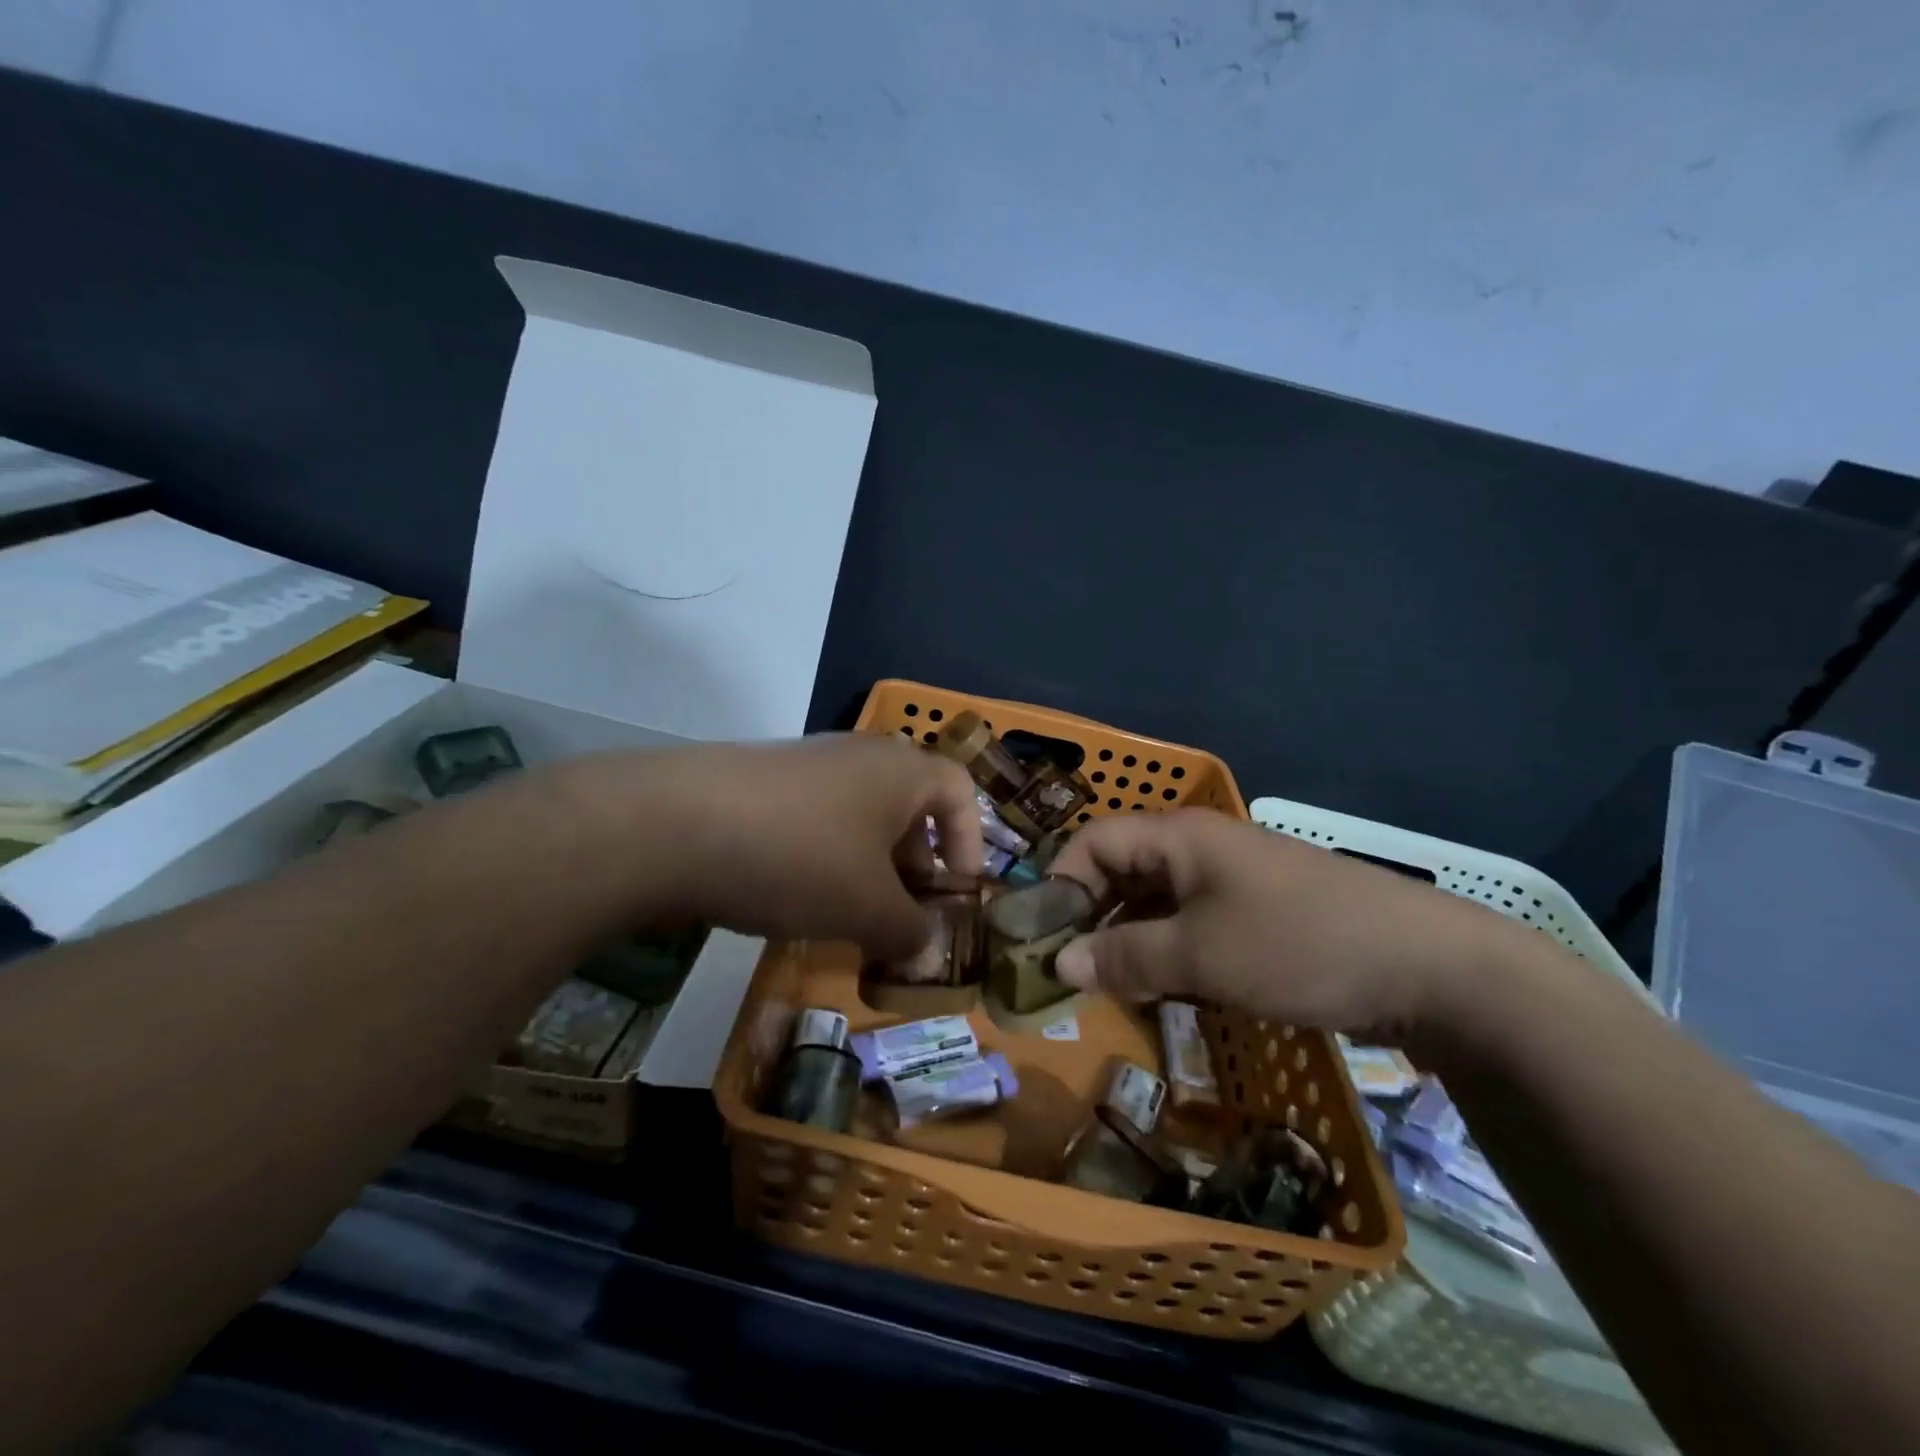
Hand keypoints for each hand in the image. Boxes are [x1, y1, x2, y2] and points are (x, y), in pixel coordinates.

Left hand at [561, 734, 982, 959]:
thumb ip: (911, 931)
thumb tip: (925, 947)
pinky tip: (795, 898)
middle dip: (915, 867)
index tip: (957, 895)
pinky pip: (814, 820)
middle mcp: (858, 755)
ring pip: (859, 818)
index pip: (960, 792)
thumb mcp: (868, 908)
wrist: (671, 824)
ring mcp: (805, 764)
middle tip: (904, 918)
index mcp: (901, 770)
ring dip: (867, 868)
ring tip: (850, 918)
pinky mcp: (761, 782)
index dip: (970, 844)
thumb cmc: (799, 858)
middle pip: (909, 808)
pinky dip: (823, 859)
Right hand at [1047, 809, 1527, 1041]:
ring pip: (1156, 901)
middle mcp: (1200, 848)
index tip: (1042, 939)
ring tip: (1109, 986)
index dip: (1060, 884)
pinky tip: (1162, 987)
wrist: (1430, 968)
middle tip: (1069, 971)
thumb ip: (1124, 958)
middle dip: (1089, 916)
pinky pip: (1191, 922)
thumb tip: (1058, 963)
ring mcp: (1232, 881)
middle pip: (1121, 870)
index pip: (1093, 842)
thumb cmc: (1298, 945)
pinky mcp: (1258, 914)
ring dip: (1127, 938)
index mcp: (1179, 837)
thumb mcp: (1200, 956)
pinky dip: (1167, 949)